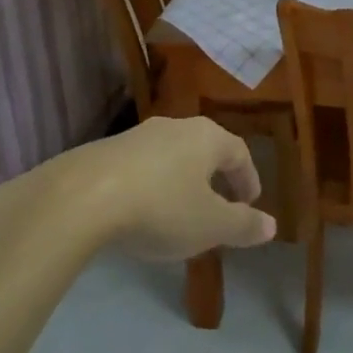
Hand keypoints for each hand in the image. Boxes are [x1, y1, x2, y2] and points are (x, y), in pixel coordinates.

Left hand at [51, 117, 276, 259]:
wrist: (80, 198)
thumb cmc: (161, 208)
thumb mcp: (210, 226)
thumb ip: (243, 225)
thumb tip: (272, 225)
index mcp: (207, 137)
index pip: (239, 153)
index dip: (248, 179)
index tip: (249, 204)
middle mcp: (176, 127)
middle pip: (205, 150)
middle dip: (215, 178)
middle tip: (218, 206)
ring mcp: (136, 136)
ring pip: (170, 157)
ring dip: (180, 181)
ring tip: (178, 211)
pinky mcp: (103, 151)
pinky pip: (139, 167)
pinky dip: (149, 186)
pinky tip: (139, 211)